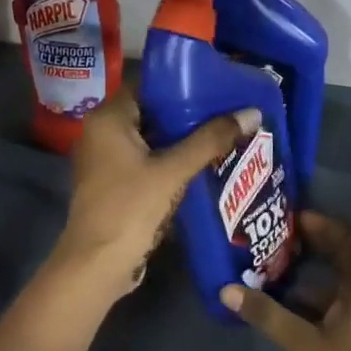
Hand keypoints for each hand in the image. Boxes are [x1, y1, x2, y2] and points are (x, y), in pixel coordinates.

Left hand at [51, 88, 260, 299]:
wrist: (98, 265)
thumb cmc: (130, 208)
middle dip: (189, 114)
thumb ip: (211, 140)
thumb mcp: (173, 170)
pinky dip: (172, 161)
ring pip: (152, 139)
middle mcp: (102, 133)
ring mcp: (107, 161)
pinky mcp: (116, 184)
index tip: (217, 86)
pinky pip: (148, 162)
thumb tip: (252, 113)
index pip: (148, 86)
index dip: (182, 84)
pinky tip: (204, 164)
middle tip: (228, 111)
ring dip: (183, 140)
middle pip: (152, 113)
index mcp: (108, 118)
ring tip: (224, 134)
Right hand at [221, 213, 350, 350]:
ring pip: (339, 284)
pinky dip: (312, 298)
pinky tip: (286, 304)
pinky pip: (334, 305)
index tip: (296, 218)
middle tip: (282, 236)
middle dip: (318, 244)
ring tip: (277, 264)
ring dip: (313, 272)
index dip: (327, 226)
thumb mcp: (304, 346)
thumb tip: (228, 290)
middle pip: (347, 259)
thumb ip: (268, 316)